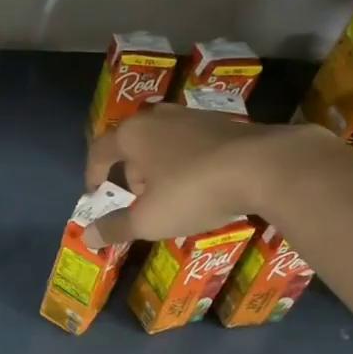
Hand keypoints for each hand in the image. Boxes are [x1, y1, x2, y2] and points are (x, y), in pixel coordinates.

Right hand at [84, 106, 313, 244]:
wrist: (266, 166)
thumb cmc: (193, 191)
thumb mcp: (150, 219)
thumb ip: (116, 227)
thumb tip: (87, 237)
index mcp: (133, 134)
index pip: (100, 150)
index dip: (93, 173)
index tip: (95, 193)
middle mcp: (158, 117)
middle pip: (133, 144)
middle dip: (131, 172)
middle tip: (139, 200)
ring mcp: (193, 116)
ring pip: (164, 141)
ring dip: (160, 166)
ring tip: (172, 194)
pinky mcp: (224, 122)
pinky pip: (193, 143)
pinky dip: (188, 161)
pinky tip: (204, 183)